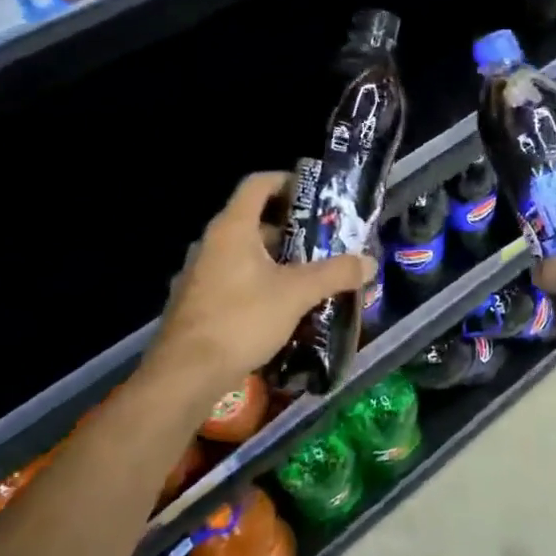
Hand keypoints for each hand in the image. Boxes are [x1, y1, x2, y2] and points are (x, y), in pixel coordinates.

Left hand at [144, 172, 374, 397]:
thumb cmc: (241, 319)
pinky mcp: (198, 302)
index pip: (258, 184)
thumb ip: (336, 273)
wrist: (185, 375)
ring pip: (245, 253)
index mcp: (232, 228)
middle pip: (255, 220)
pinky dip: (260, 281)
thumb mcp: (297, 293)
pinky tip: (283, 305)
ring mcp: (200, 273)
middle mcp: (212, 243)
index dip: (288, 181)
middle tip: (325, 240)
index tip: (317, 194)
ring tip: (312, 273)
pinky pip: (235, 278)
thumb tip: (369, 262)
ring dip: (278, 258)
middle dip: (292, 228)